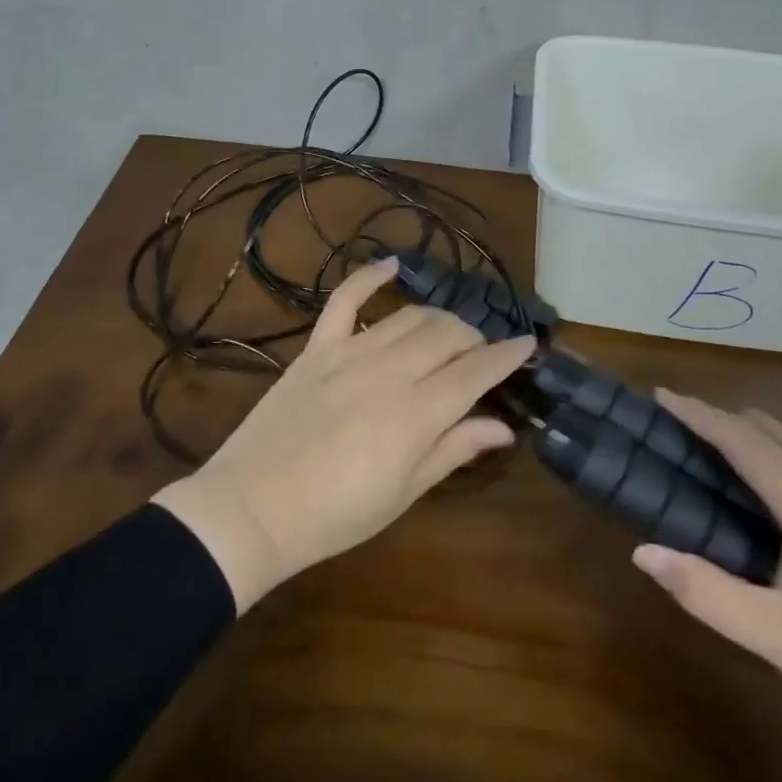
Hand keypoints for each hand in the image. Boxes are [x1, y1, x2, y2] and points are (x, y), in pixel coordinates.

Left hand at [152, 256, 534, 612]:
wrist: (252, 509)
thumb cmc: (334, 516)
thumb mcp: (403, 493)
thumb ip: (453, 450)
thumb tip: (503, 427)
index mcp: (415, 414)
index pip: (476, 372)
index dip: (508, 356)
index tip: (529, 344)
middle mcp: (388, 371)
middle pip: (448, 335)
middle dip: (475, 340)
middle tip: (479, 360)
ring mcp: (350, 352)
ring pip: (410, 316)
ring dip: (439, 320)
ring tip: (448, 335)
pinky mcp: (317, 347)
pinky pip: (346, 299)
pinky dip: (369, 276)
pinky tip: (391, 264)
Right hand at [633, 392, 781, 781]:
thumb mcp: (779, 639)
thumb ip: (706, 591)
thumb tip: (642, 552)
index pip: (741, 437)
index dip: (697, 413)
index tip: (659, 394)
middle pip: (772, 431)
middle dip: (723, 421)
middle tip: (679, 433)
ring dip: (756, 443)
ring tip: (718, 464)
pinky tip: (777, 505)